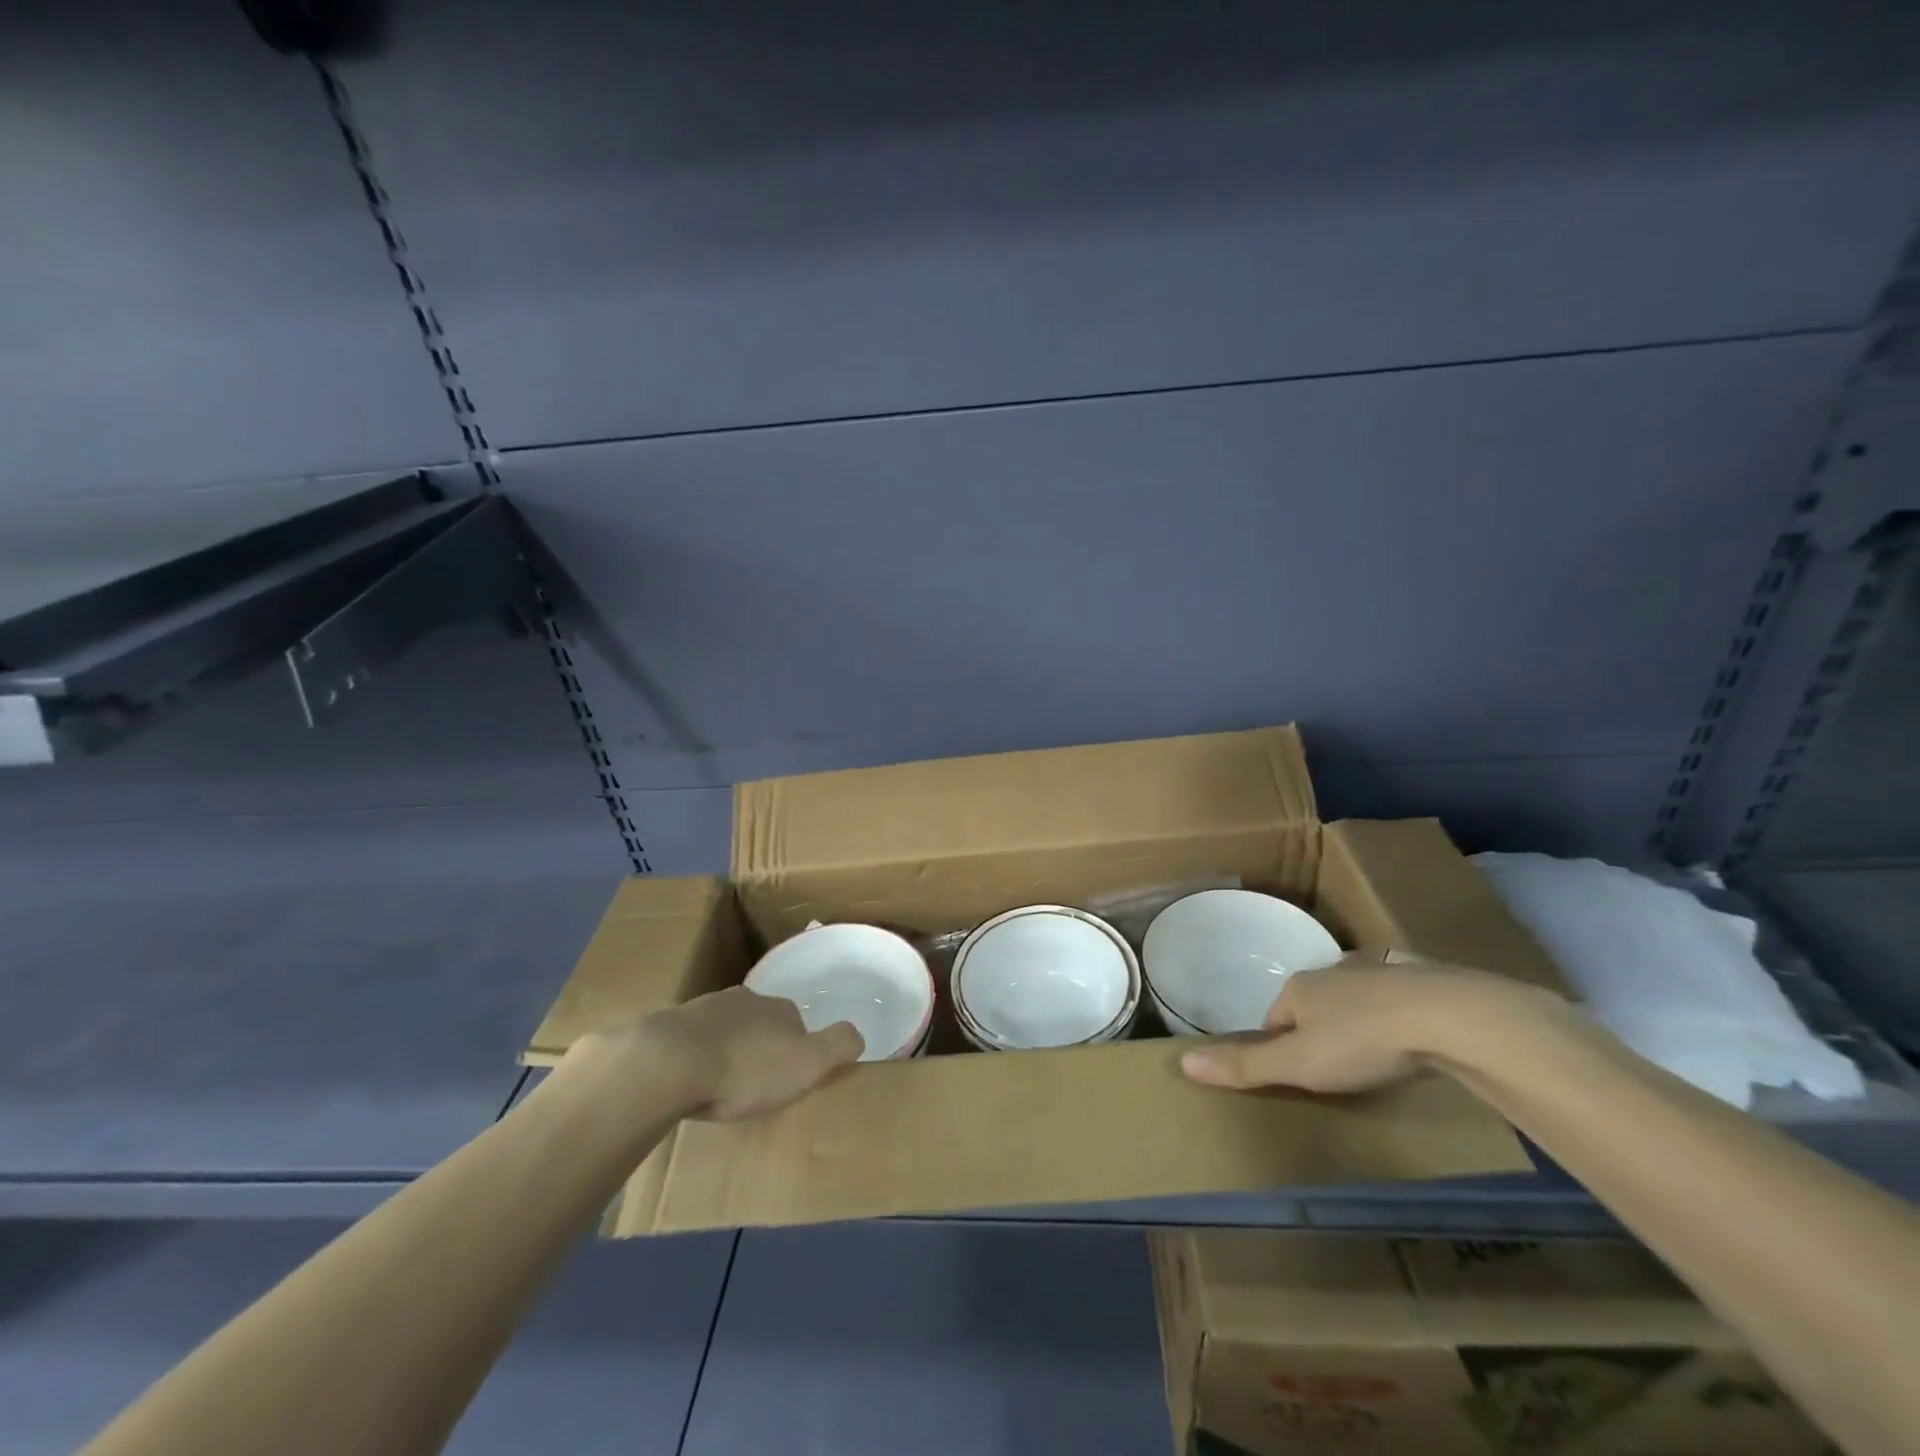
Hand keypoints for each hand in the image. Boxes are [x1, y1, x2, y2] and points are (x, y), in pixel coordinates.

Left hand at [650, 986, 863, 1120]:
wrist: (671, 1062)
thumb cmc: (747, 1069)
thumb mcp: (808, 1063)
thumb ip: (838, 1046)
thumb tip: (858, 1034)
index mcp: (779, 1008)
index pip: (796, 1021)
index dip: (797, 1047)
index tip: (789, 1075)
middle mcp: (745, 1000)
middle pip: (760, 1021)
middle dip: (760, 1045)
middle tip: (755, 1081)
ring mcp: (704, 1009)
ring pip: (725, 1027)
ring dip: (727, 1047)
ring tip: (721, 1082)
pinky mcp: (671, 1026)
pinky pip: (691, 1040)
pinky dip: (695, 1055)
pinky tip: (690, 1079)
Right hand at [1178, 953, 1558, 1093]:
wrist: (1450, 1017)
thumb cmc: (1363, 1041)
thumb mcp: (1299, 1064)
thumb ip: (1245, 1064)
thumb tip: (1182, 1062)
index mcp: (1300, 987)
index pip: (1275, 1016)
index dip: (1280, 1045)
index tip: (1296, 1075)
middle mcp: (1334, 970)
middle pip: (1315, 1003)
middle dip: (1321, 1030)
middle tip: (1339, 1069)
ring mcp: (1380, 969)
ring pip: (1358, 995)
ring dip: (1360, 1017)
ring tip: (1377, 1052)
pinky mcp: (1423, 977)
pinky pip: (1400, 994)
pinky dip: (1401, 1011)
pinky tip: (1416, 1032)